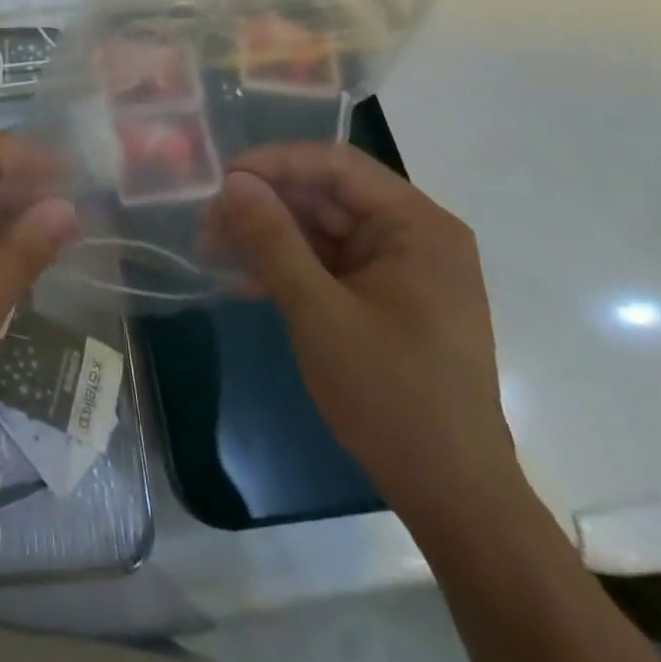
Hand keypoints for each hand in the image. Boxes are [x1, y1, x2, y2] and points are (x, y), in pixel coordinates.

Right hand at [208, 142, 515, 520]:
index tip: (220, 179)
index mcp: (417, 226)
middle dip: (264, 204)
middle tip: (207, 221)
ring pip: (319, 228)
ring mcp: (398, 268)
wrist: (453, 497)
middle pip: (325, 195)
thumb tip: (232, 182)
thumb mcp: (319, 311)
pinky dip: (285, 266)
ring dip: (267, 236)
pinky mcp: (383, 297)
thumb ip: (273, 239)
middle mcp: (412, 235)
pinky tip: (240, 279)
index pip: (336, 165)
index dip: (274, 164)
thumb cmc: (392, 396)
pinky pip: (326, 263)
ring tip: (211, 248)